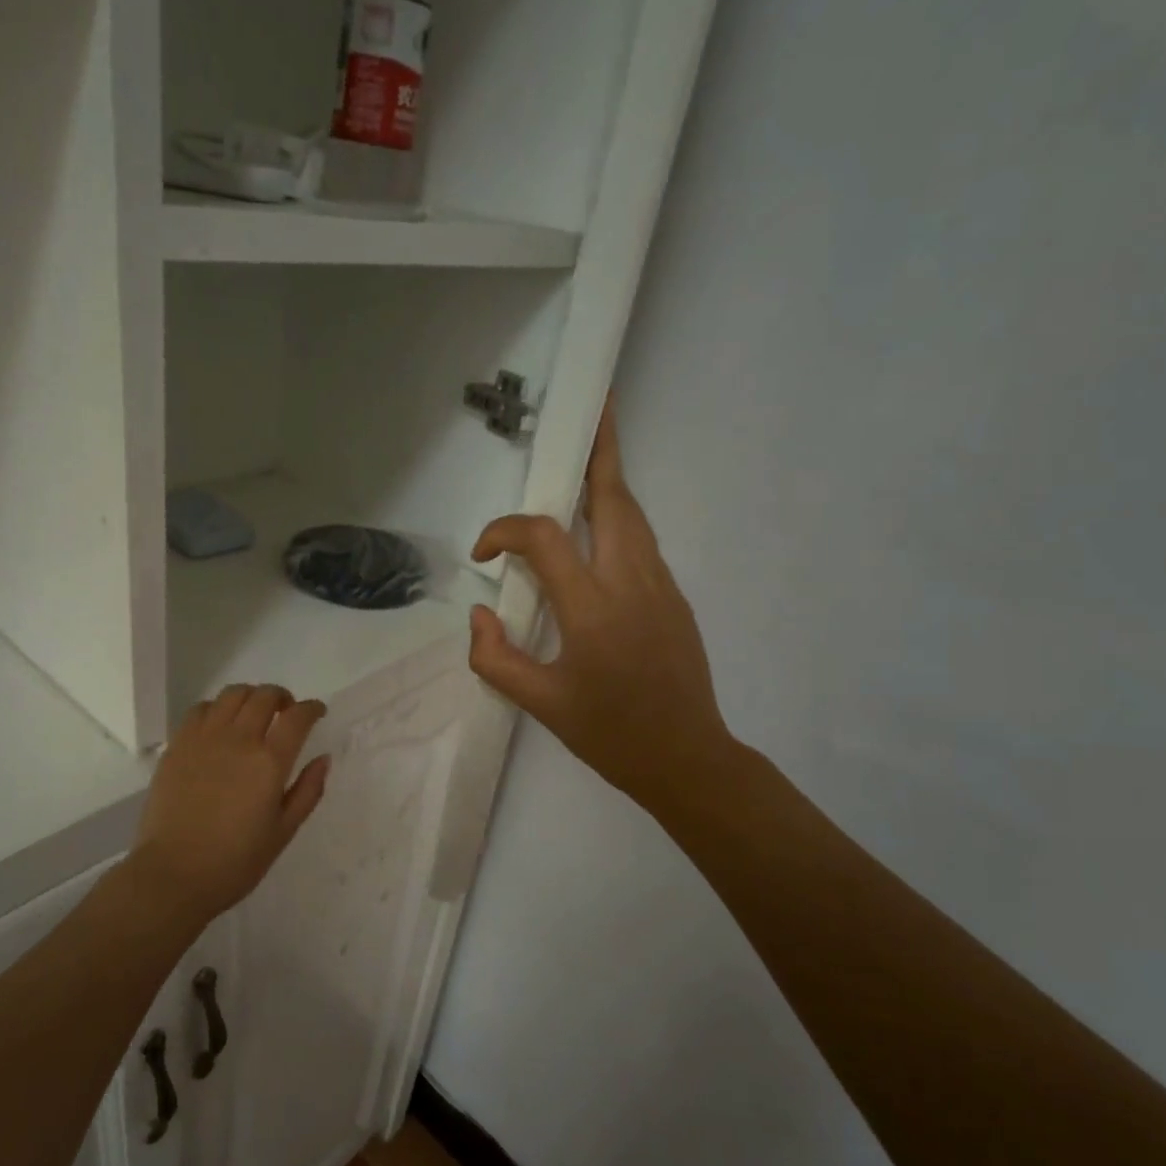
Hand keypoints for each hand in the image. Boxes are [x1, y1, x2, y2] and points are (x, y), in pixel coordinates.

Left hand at [133, 685, 330, 918]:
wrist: (172, 875)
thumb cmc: (235, 862)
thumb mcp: (283, 832)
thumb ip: (307, 791)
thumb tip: (323, 758)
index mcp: (269, 762)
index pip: (297, 716)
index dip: (312, 708)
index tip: (317, 712)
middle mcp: (238, 739)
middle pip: (265, 696)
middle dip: (282, 697)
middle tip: (286, 713)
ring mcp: (204, 738)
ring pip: (232, 694)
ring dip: (250, 697)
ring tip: (254, 714)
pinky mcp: (178, 745)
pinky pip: (201, 709)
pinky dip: (218, 708)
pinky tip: (220, 726)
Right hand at [468, 400, 734, 813]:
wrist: (687, 758)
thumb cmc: (610, 734)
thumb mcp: (540, 705)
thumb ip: (496, 658)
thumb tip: (478, 615)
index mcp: (593, 608)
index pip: (544, 539)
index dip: (505, 532)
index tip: (483, 555)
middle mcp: (632, 582)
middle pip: (614, 497)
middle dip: (601, 448)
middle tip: (592, 407)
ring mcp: (661, 585)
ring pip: (633, 515)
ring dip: (609, 479)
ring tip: (591, 451)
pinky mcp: (675, 597)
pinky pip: (641, 542)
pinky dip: (617, 517)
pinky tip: (598, 527)